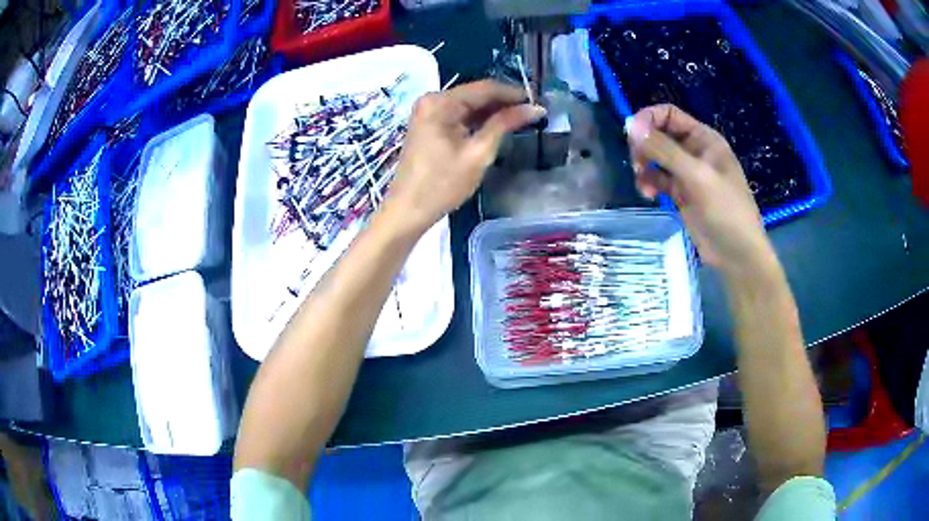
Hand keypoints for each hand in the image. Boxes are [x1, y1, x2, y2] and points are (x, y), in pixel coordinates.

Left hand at [385, 80, 546, 232]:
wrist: (408, 210)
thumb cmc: (442, 184)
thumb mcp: (478, 153)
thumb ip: (504, 124)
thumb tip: (535, 108)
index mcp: (440, 102)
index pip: (484, 88)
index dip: (513, 93)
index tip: (539, 100)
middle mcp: (432, 100)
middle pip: (476, 94)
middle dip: (504, 102)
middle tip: (533, 111)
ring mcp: (428, 112)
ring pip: (468, 105)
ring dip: (493, 111)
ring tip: (522, 119)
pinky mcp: (428, 125)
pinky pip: (459, 115)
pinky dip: (478, 120)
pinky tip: (498, 126)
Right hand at [626, 104, 775, 278]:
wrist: (737, 254)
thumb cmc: (725, 210)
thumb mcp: (696, 176)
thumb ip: (663, 149)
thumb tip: (629, 124)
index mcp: (703, 138)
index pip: (668, 114)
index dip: (648, 120)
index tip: (631, 136)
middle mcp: (694, 150)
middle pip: (658, 134)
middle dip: (644, 146)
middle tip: (637, 164)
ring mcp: (687, 173)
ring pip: (655, 158)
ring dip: (644, 167)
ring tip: (643, 185)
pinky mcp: (681, 193)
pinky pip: (658, 179)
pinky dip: (649, 183)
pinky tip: (648, 195)